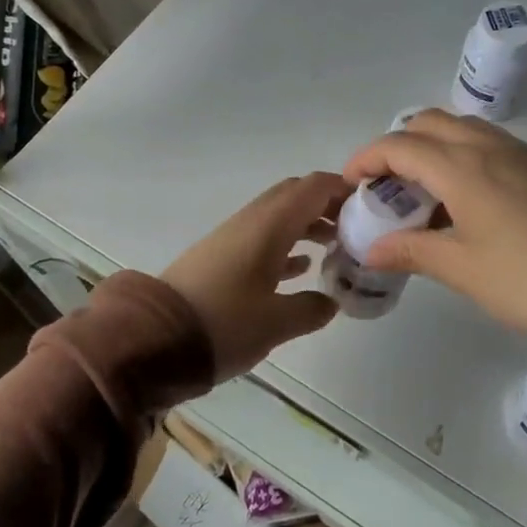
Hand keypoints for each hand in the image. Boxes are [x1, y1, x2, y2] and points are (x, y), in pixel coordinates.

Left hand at [161, 173, 349, 378]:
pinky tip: (301, 269)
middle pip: (296, 196)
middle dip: (328, 206)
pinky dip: (287, 245)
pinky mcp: (220, 258)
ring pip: (279, 218)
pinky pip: (263, 239)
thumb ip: (311, 309)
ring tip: (336, 249)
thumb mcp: (276, 322)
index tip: (372, 207)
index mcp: (269, 225)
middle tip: (356, 229)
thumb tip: (331, 302)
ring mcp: (233, 238)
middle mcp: (251, 221)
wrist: (154, 339)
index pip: (314, 187)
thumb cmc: (223, 324)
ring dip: (308, 225)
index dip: (345, 189)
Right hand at [342, 110, 526, 336]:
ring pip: (464, 128)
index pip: (401, 145)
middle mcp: (490, 148)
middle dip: (399, 144)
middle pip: (431, 122)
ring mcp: (522, 153)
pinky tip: (467, 195)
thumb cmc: (522, 278)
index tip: (352, 182)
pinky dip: (464, 153)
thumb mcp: (460, 268)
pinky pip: (491, 143)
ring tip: (425, 188)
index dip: (368, 158)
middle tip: (388, 182)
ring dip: (434, 145)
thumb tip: (372, 251)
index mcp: (463, 168)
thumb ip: (411, 251)